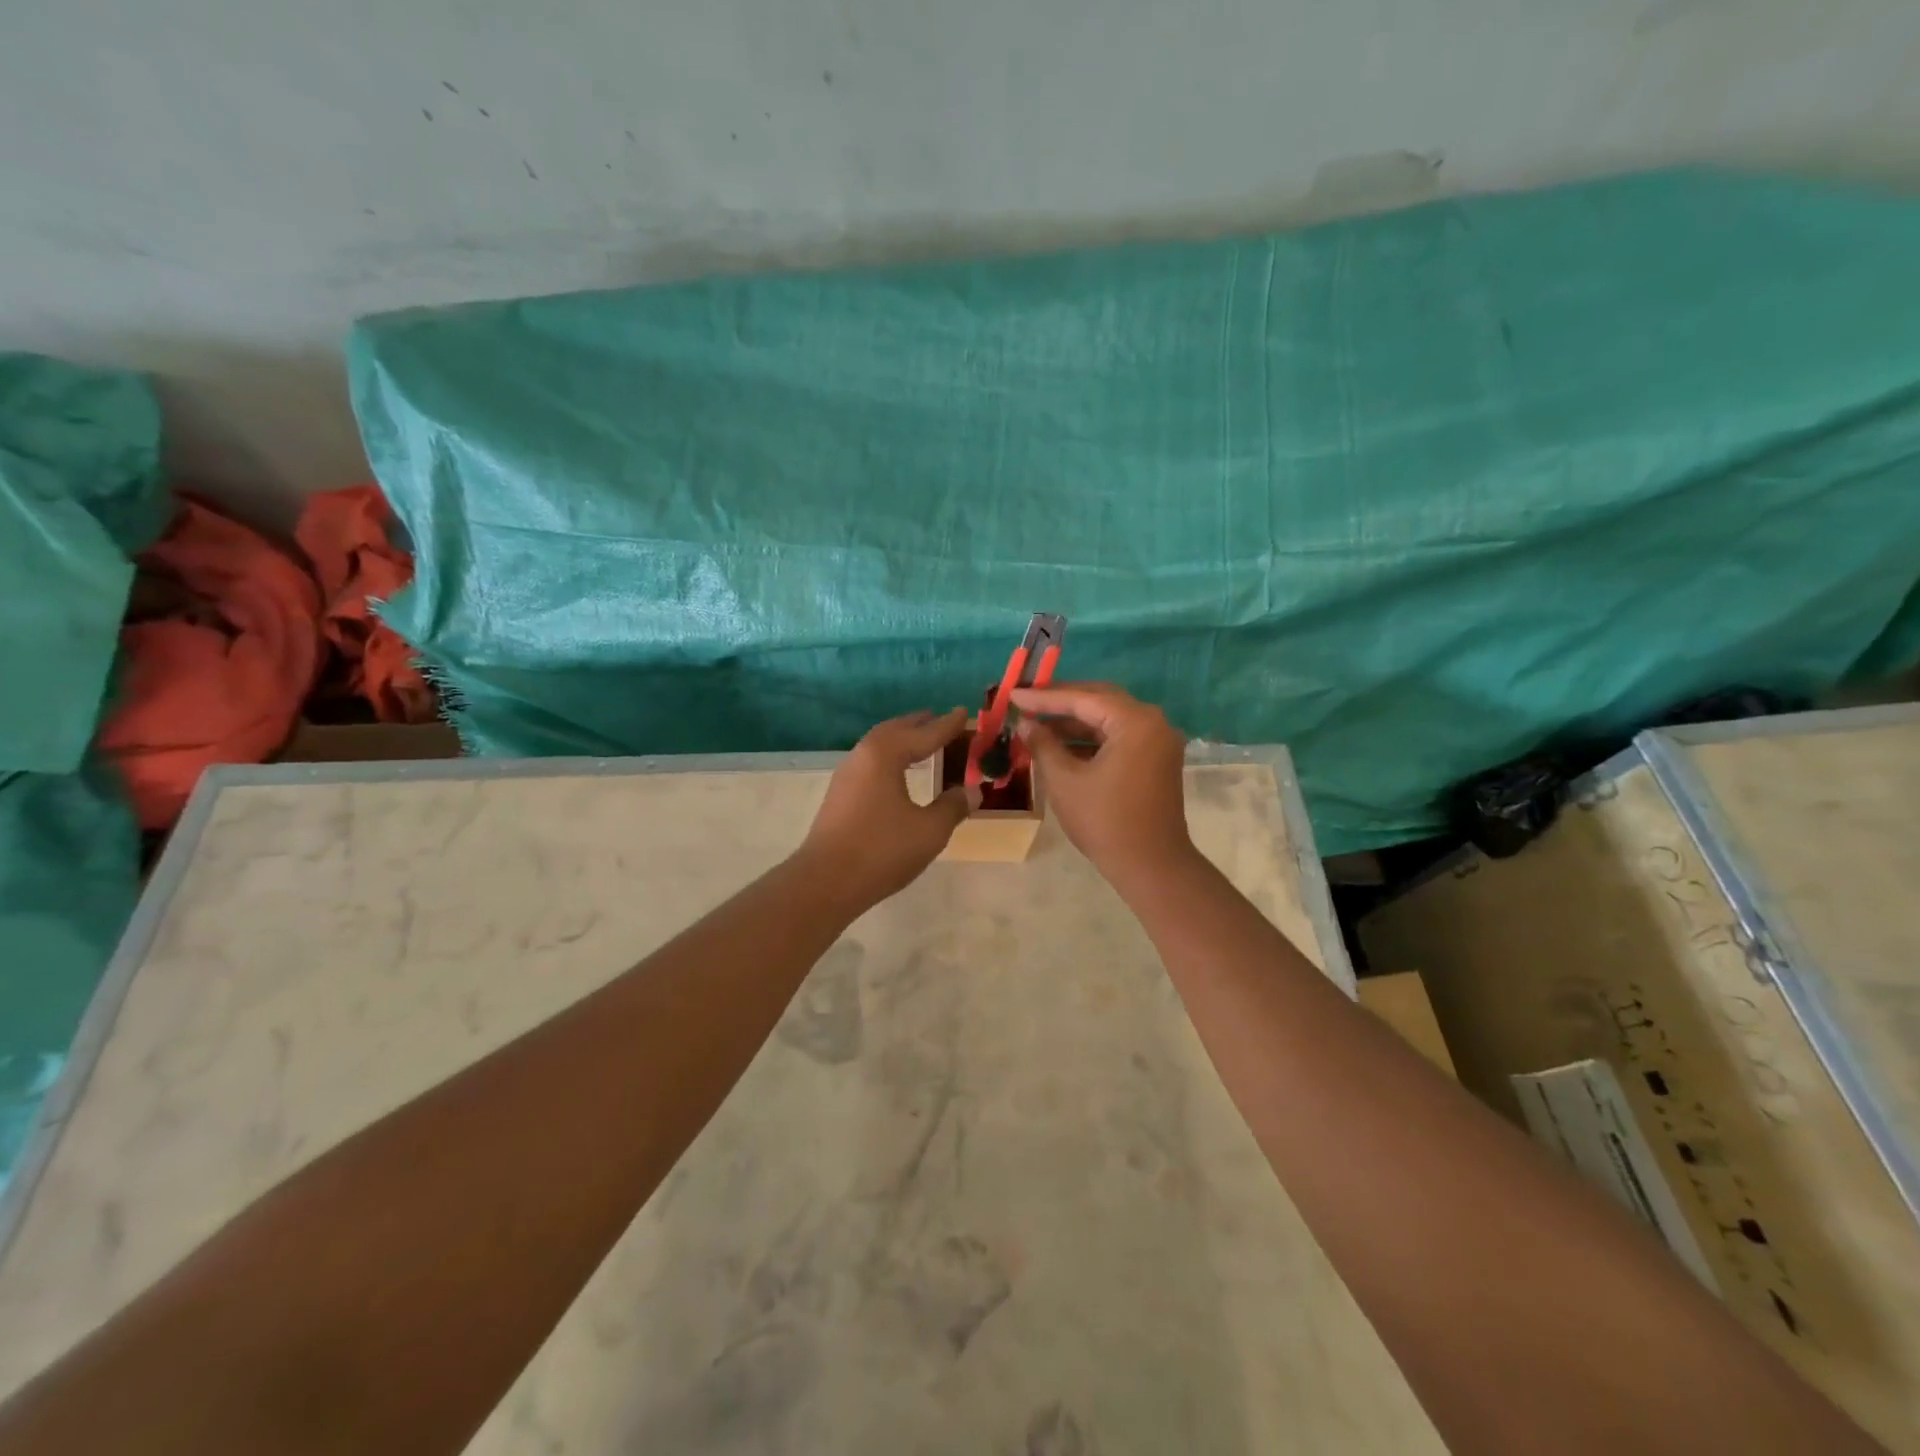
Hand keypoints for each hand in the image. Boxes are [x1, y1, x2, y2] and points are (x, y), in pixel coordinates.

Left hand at [797, 708, 979, 912]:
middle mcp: (863, 756)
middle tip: (940, 719)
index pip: (924, 733)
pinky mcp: (840, 795)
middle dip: (919, 724)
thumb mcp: (929, 830)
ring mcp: (846, 775)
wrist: (825, 882)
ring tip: (921, 741)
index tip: (964, 711)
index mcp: (885, 755)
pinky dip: (890, 757)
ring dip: (902, 739)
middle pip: (895, 731)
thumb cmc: (882, 850)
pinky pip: (870, 762)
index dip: (947, 725)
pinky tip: (897, 772)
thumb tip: (971, 791)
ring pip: (879, 745)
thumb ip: (953, 806)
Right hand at [1011, 683, 1192, 884]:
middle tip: (1026, 699)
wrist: (1150, 865)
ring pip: (1109, 719)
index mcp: (1135, 722)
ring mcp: (1158, 741)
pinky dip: (1091, 738)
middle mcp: (1153, 722)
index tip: (1013, 694)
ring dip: (1074, 721)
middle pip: (1100, 700)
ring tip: (1037, 723)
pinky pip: (1119, 736)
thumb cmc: (1104, 821)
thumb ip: (1043, 744)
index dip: (1044, 697)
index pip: (1083, 699)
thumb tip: (1025, 723)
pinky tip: (1061, 743)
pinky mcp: (1156, 759)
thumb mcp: (1064, 780)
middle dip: (1061, 702)